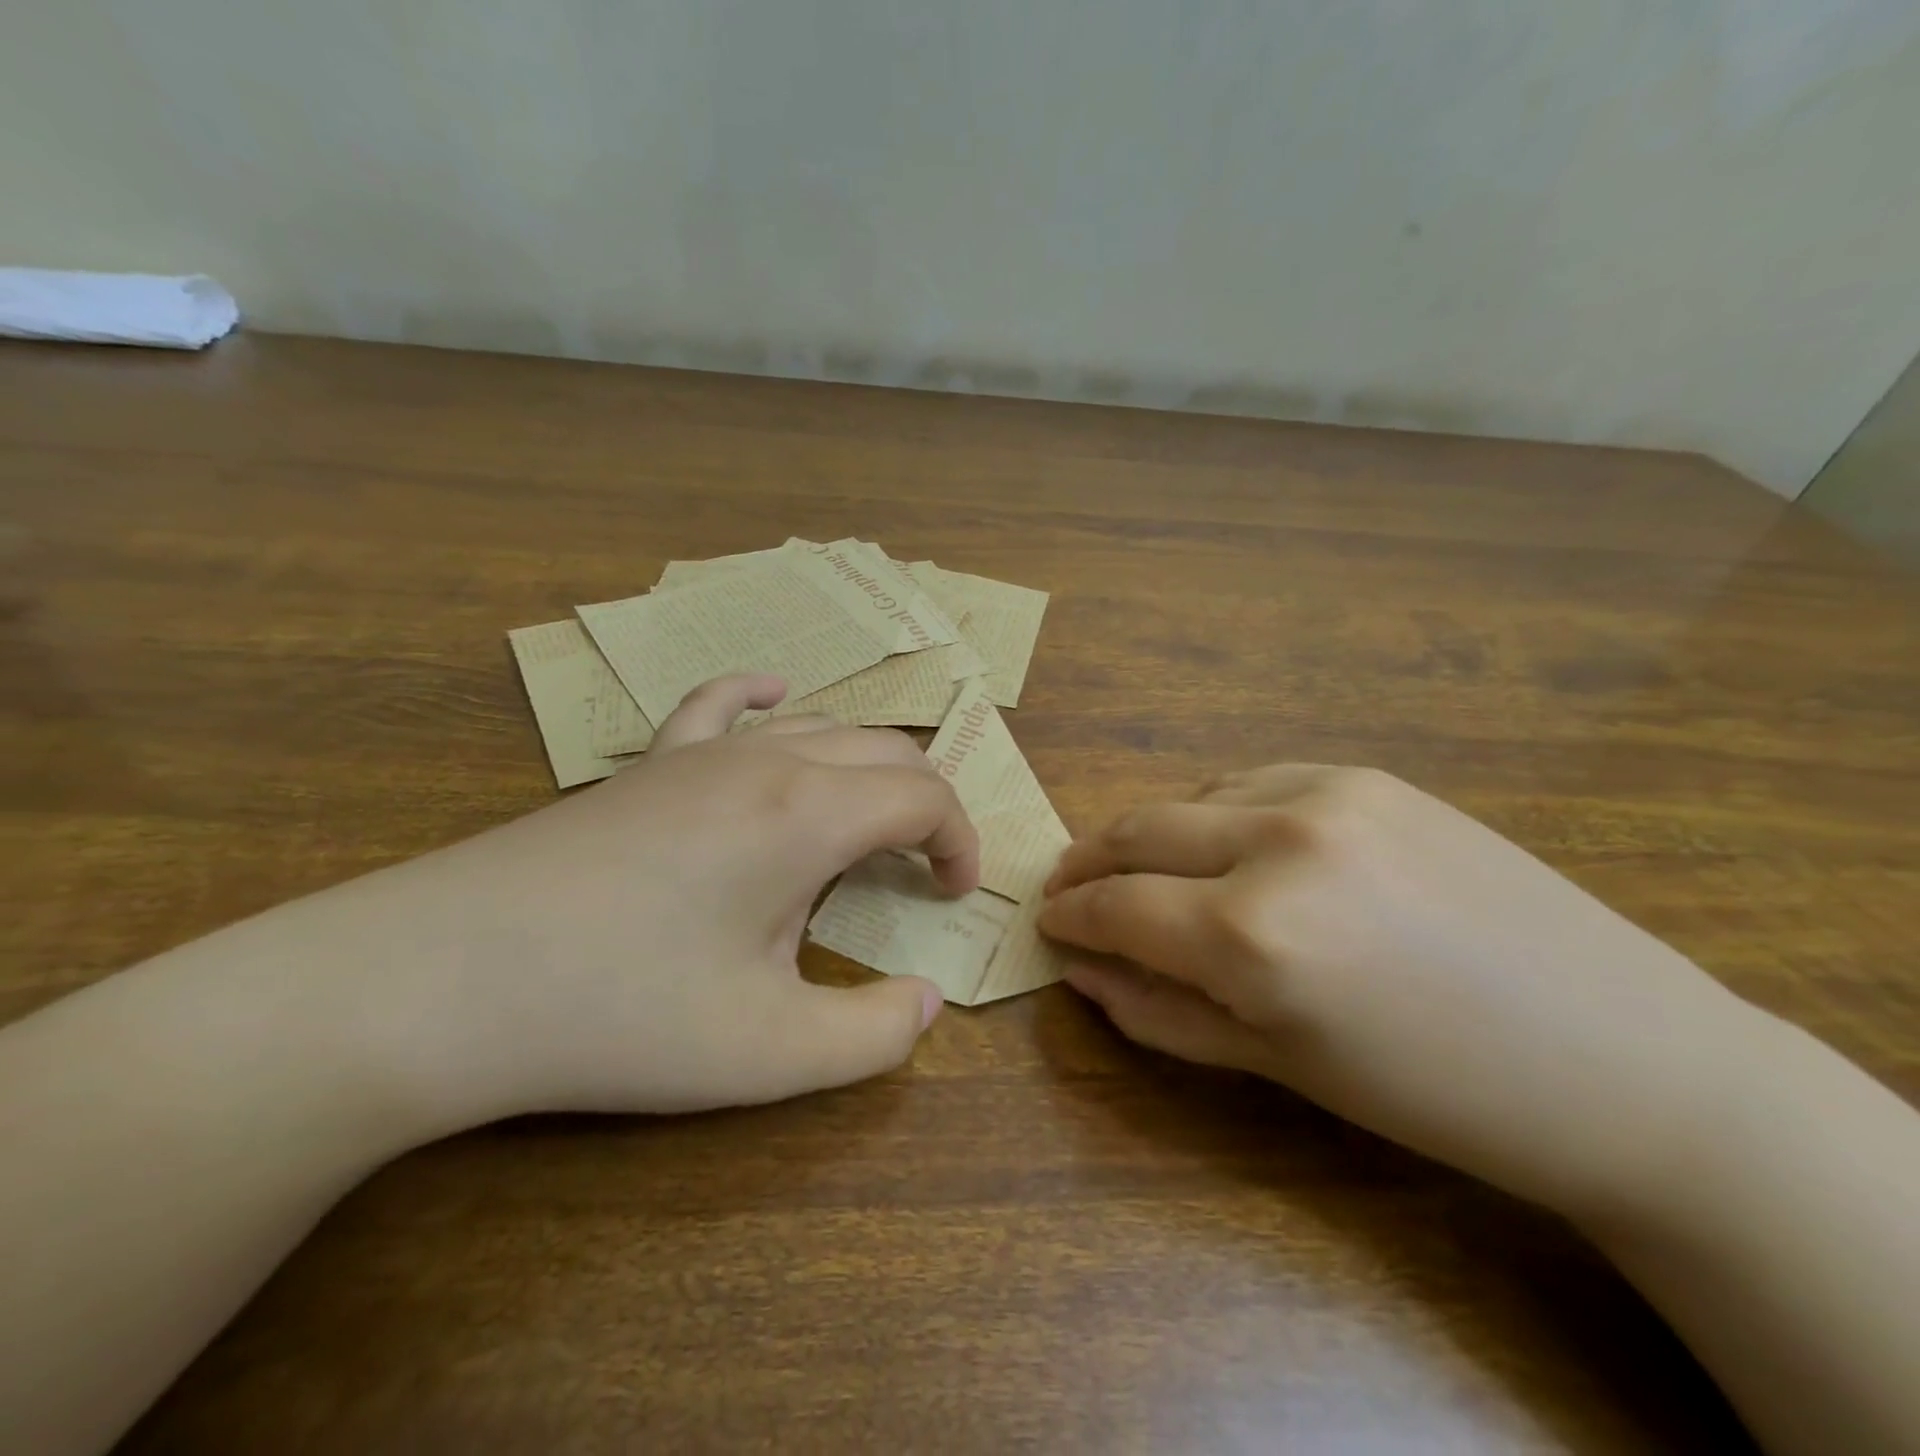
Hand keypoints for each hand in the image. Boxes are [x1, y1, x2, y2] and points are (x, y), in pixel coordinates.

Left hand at [343, 674, 977, 1124]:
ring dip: (865, 768)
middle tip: (922, 868)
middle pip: (883, 750)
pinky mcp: (646, 765)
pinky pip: (719, 704)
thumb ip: (873, 1035)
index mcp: (809, 813)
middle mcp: (767, 760)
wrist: (436, 981)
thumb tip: (927, 1003)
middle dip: (924, 804)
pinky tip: (775, 696)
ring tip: (866, 824)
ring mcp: (699, 753)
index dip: (958, 841)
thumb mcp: (768, 1052)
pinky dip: (764, 698)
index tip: (953, 896)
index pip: (924, 796)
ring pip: (819, 726)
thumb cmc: (620, 1013)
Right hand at [1039, 765, 1764, 1221]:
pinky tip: (1225, 843)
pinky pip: (1255, 781)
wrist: (1623, 1059)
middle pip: (1138, 831)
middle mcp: (1278, 844)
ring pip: (1192, 798)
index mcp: (1252, 936)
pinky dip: (1216, 811)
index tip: (1047, 920)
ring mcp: (1328, 795)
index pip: (1115, 907)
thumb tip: (1079, 971)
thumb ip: (1160, 1012)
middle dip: (1089, 860)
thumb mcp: (1277, 1066)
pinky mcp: (1370, 776)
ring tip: (1147, 873)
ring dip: (1153, 835)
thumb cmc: (1433, 1094)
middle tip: (1067, 884)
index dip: (1070, 914)